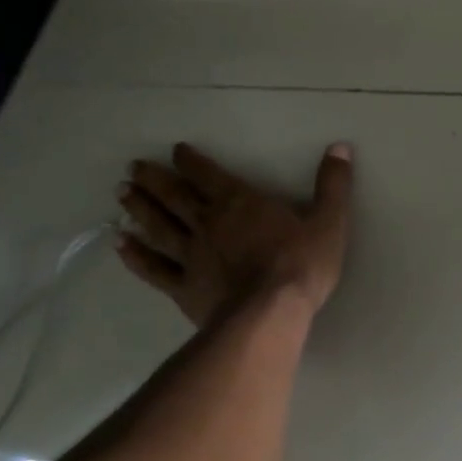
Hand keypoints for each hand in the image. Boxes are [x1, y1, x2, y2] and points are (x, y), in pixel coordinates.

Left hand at [116, 142, 353, 327]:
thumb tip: (341, 147)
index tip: (176, 150)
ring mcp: (192, 255)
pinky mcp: (184, 287)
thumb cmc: (301, 265)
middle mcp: (209, 223)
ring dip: (139, 208)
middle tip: (133, 167)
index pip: (209, 174)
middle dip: (155, 179)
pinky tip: (120, 244)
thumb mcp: (329, 221)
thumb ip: (333, 184)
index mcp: (240, 203)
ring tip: (121, 193)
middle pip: (175, 196)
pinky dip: (136, 255)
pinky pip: (155, 268)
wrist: (270, 313)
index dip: (191, 160)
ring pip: (159, 226)